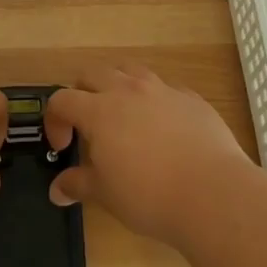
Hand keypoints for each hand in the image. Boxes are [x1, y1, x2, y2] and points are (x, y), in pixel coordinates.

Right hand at [45, 65, 255, 245]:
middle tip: (87, 125)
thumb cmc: (149, 195)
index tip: (63, 146)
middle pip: (93, 74)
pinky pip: (165, 89)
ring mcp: (163, 90)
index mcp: (100, 110)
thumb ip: (78, 185)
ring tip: (124, 117)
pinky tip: (163, 129)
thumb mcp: (105, 194)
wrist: (212, 193)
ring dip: (118, 87)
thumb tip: (57, 190)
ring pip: (130, 71)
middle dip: (82, 93)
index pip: (62, 99)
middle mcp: (129, 90)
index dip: (55, 121)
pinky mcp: (192, 98)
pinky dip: (155, 101)